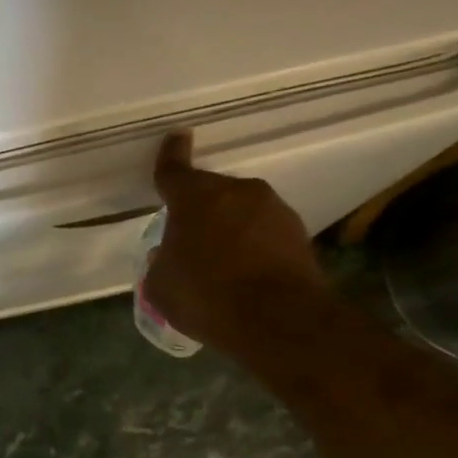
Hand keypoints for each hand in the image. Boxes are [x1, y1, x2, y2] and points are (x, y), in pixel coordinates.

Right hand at [142, 131, 329, 349]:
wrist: (280, 320)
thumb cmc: (207, 297)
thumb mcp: (162, 286)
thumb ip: (160, 263)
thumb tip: (168, 255)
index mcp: (194, 198)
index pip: (175, 170)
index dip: (171, 154)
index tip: (177, 136)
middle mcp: (236, 192)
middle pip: (210, 191)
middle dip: (199, 209)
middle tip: (190, 239)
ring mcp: (272, 209)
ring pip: (240, 209)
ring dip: (229, 226)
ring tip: (221, 261)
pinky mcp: (297, 232)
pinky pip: (264, 230)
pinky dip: (253, 243)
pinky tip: (247, 272)